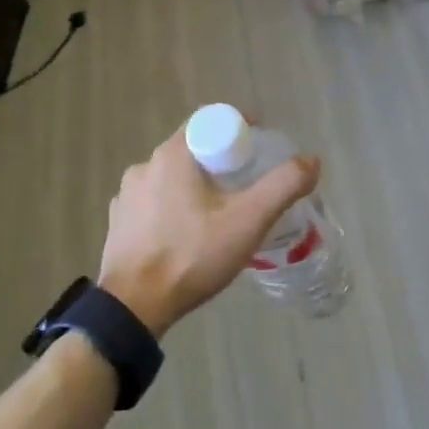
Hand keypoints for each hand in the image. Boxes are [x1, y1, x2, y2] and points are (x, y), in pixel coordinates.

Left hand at [98, 122, 319, 336]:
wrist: (134, 306)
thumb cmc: (192, 255)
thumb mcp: (248, 220)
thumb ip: (283, 186)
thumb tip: (311, 160)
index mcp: (172, 155)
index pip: (209, 122)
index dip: (238, 130)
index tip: (258, 149)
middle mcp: (144, 166)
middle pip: (191, 150)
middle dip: (220, 162)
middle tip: (246, 186)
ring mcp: (126, 196)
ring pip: (171, 179)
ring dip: (195, 188)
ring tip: (218, 216)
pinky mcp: (118, 223)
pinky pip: (153, 204)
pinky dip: (173, 210)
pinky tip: (187, 235)